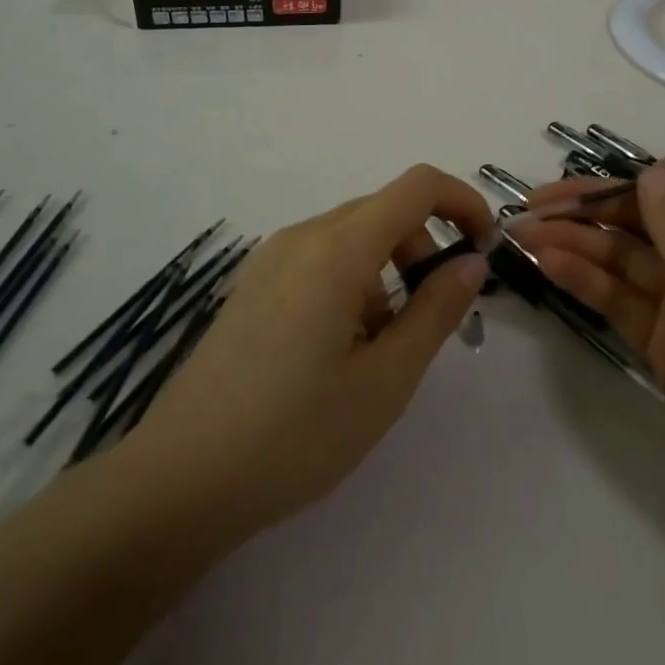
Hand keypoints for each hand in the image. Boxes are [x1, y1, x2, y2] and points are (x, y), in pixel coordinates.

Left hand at [121, 165, 491, 541]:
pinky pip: (321, 258)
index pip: (417, 186)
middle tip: (436, 319)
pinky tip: (339, 350)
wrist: (180, 478)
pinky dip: (353, 282)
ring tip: (382, 349)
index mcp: (337, 248)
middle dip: (425, 249)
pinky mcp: (255, 283)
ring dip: (388, 271)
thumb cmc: (294, 434)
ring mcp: (272, 257)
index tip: (484, 250)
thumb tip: (471, 262)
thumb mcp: (384, 380)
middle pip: (385, 211)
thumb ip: (436, 310)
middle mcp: (303, 235)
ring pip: (353, 236)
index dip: (463, 202)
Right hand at [519, 154, 664, 544]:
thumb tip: (652, 172)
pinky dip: (589, 283)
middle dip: (604, 206)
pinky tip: (548, 266)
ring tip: (526, 233)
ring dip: (583, 243)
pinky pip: (625, 302)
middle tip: (541, 201)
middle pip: (662, 218)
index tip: (641, 174)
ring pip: (633, 260)